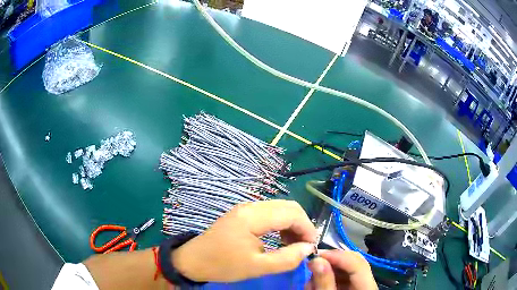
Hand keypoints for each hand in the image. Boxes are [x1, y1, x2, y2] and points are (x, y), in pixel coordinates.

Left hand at [171, 200, 316, 281]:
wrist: (193, 260)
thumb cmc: (223, 265)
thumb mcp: (257, 267)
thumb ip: (287, 258)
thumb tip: (308, 248)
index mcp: (253, 217)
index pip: (292, 213)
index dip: (307, 228)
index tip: (312, 247)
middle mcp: (251, 206)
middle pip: (288, 207)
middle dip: (302, 225)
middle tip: (305, 246)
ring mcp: (246, 208)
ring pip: (280, 209)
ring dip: (292, 225)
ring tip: (295, 245)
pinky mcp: (243, 214)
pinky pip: (270, 214)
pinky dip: (281, 225)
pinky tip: (281, 240)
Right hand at [307, 250, 377, 289]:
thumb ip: (324, 282)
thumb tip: (317, 260)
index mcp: (367, 289)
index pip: (358, 264)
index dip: (338, 256)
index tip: (316, 255)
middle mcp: (368, 283)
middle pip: (355, 263)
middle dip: (333, 261)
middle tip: (312, 263)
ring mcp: (362, 286)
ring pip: (348, 269)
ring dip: (329, 269)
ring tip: (311, 278)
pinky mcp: (354, 289)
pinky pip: (344, 278)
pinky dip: (330, 277)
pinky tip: (317, 283)